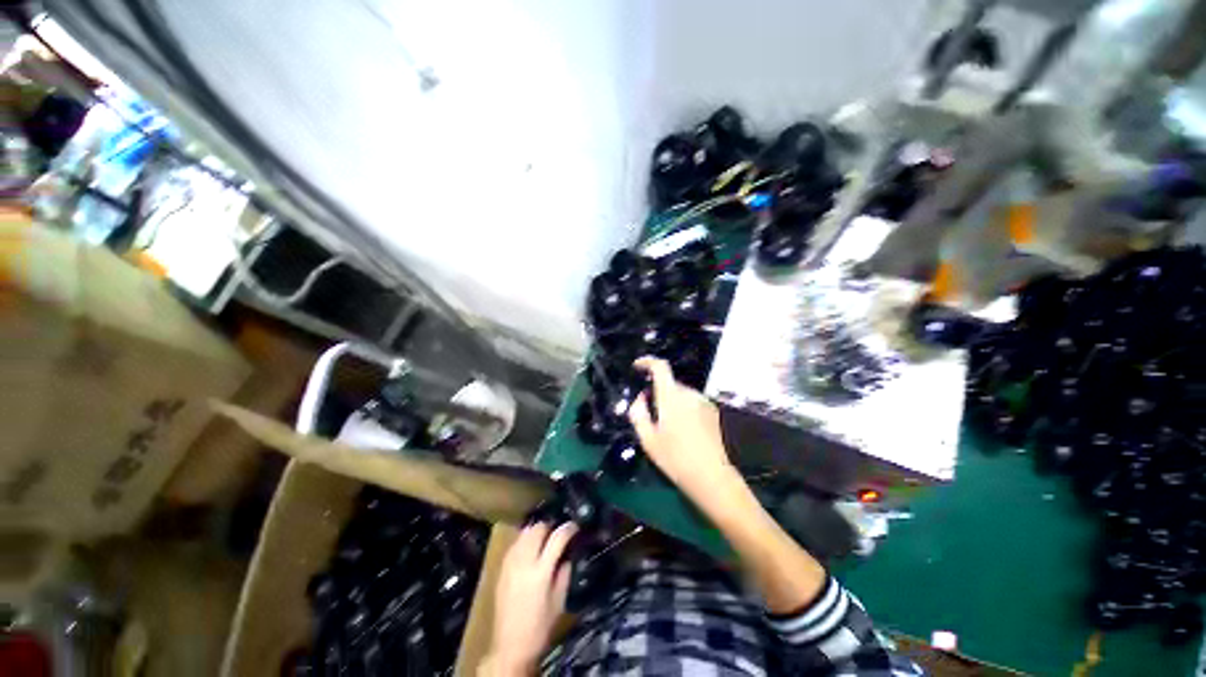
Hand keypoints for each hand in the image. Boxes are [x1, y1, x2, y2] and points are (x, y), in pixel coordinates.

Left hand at [483, 522, 577, 674]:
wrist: (510, 646)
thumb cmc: (539, 627)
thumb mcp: (559, 601)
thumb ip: (564, 573)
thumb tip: (566, 554)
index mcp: (541, 572)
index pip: (557, 538)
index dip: (568, 528)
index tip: (575, 525)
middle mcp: (524, 562)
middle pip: (538, 529)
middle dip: (551, 526)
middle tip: (558, 532)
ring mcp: (510, 563)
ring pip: (524, 533)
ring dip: (537, 531)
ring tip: (545, 537)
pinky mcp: (501, 568)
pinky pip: (515, 543)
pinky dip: (525, 539)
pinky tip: (530, 547)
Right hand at [628, 357, 735, 500]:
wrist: (711, 477)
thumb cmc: (675, 459)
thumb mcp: (648, 439)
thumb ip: (639, 413)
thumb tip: (641, 398)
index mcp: (671, 397)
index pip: (660, 367)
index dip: (647, 362)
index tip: (637, 367)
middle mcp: (690, 394)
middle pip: (670, 383)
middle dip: (658, 392)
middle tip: (650, 413)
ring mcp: (704, 402)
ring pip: (681, 394)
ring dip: (671, 401)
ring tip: (667, 427)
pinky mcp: (713, 411)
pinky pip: (692, 402)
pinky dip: (683, 408)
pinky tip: (683, 430)